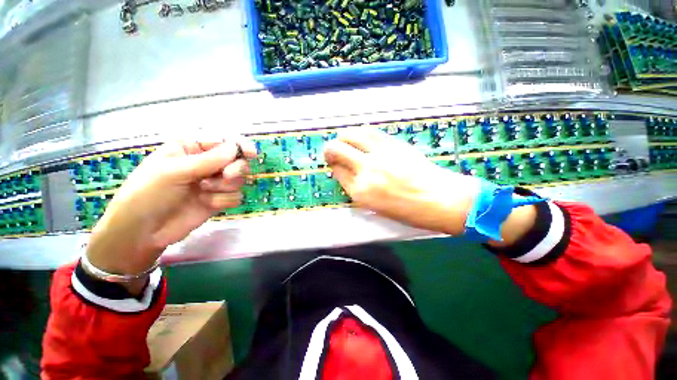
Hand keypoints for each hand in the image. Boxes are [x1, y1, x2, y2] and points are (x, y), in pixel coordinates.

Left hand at [86, 137, 256, 283]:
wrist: (143, 232)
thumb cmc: (148, 193)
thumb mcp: (174, 171)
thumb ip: (208, 160)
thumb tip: (235, 148)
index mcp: (192, 148)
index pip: (224, 141)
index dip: (240, 145)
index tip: (251, 153)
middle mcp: (207, 164)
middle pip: (237, 160)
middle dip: (235, 168)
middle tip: (226, 175)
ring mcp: (214, 183)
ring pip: (239, 180)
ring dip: (224, 186)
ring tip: (204, 192)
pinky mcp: (219, 199)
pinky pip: (236, 196)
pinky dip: (224, 201)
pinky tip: (207, 204)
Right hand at [323, 129, 480, 234]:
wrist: (440, 200)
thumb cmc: (408, 211)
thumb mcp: (376, 207)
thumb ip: (358, 189)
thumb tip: (348, 174)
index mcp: (360, 192)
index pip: (337, 172)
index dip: (334, 166)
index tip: (336, 165)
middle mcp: (366, 171)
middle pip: (337, 150)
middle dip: (330, 149)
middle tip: (332, 151)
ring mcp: (379, 155)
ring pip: (351, 136)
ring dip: (342, 137)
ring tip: (343, 140)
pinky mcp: (393, 144)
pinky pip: (370, 131)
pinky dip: (360, 132)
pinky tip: (360, 135)